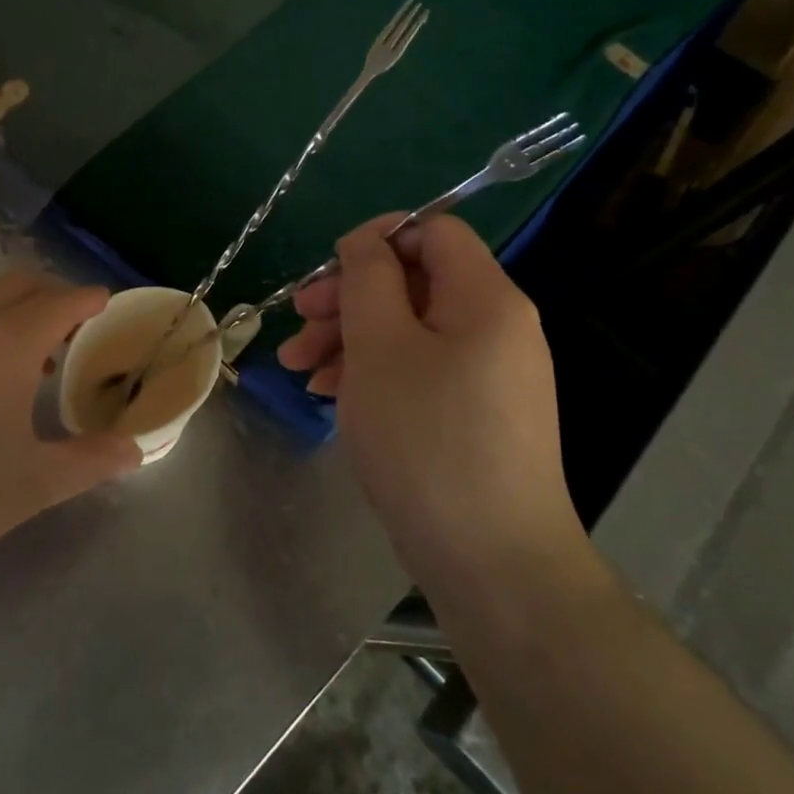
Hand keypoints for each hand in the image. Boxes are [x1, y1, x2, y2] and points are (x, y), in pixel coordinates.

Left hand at [0, 270, 140, 577]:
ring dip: (18, 312)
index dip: (90, 300)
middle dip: (56, 294)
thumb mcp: (33, 486)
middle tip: (79, 327)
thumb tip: (135, 449)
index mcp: (6, 345)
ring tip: (37, 359)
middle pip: (21, 284)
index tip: (109, 307)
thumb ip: (91, 461)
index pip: (61, 301)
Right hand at [276, 215, 582, 580]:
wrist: (492, 562)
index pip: (434, 231)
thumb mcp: (380, 345)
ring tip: (300, 370)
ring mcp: (488, 375)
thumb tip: (365, 241)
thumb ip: (368, 278)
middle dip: (348, 297)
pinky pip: (419, 370)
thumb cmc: (427, 439)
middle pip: (414, 283)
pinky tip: (331, 394)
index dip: (378, 238)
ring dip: (350, 338)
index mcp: (486, 298)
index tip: (327, 272)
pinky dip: (374, 372)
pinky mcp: (474, 414)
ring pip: (409, 330)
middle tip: (297, 322)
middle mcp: (496, 328)